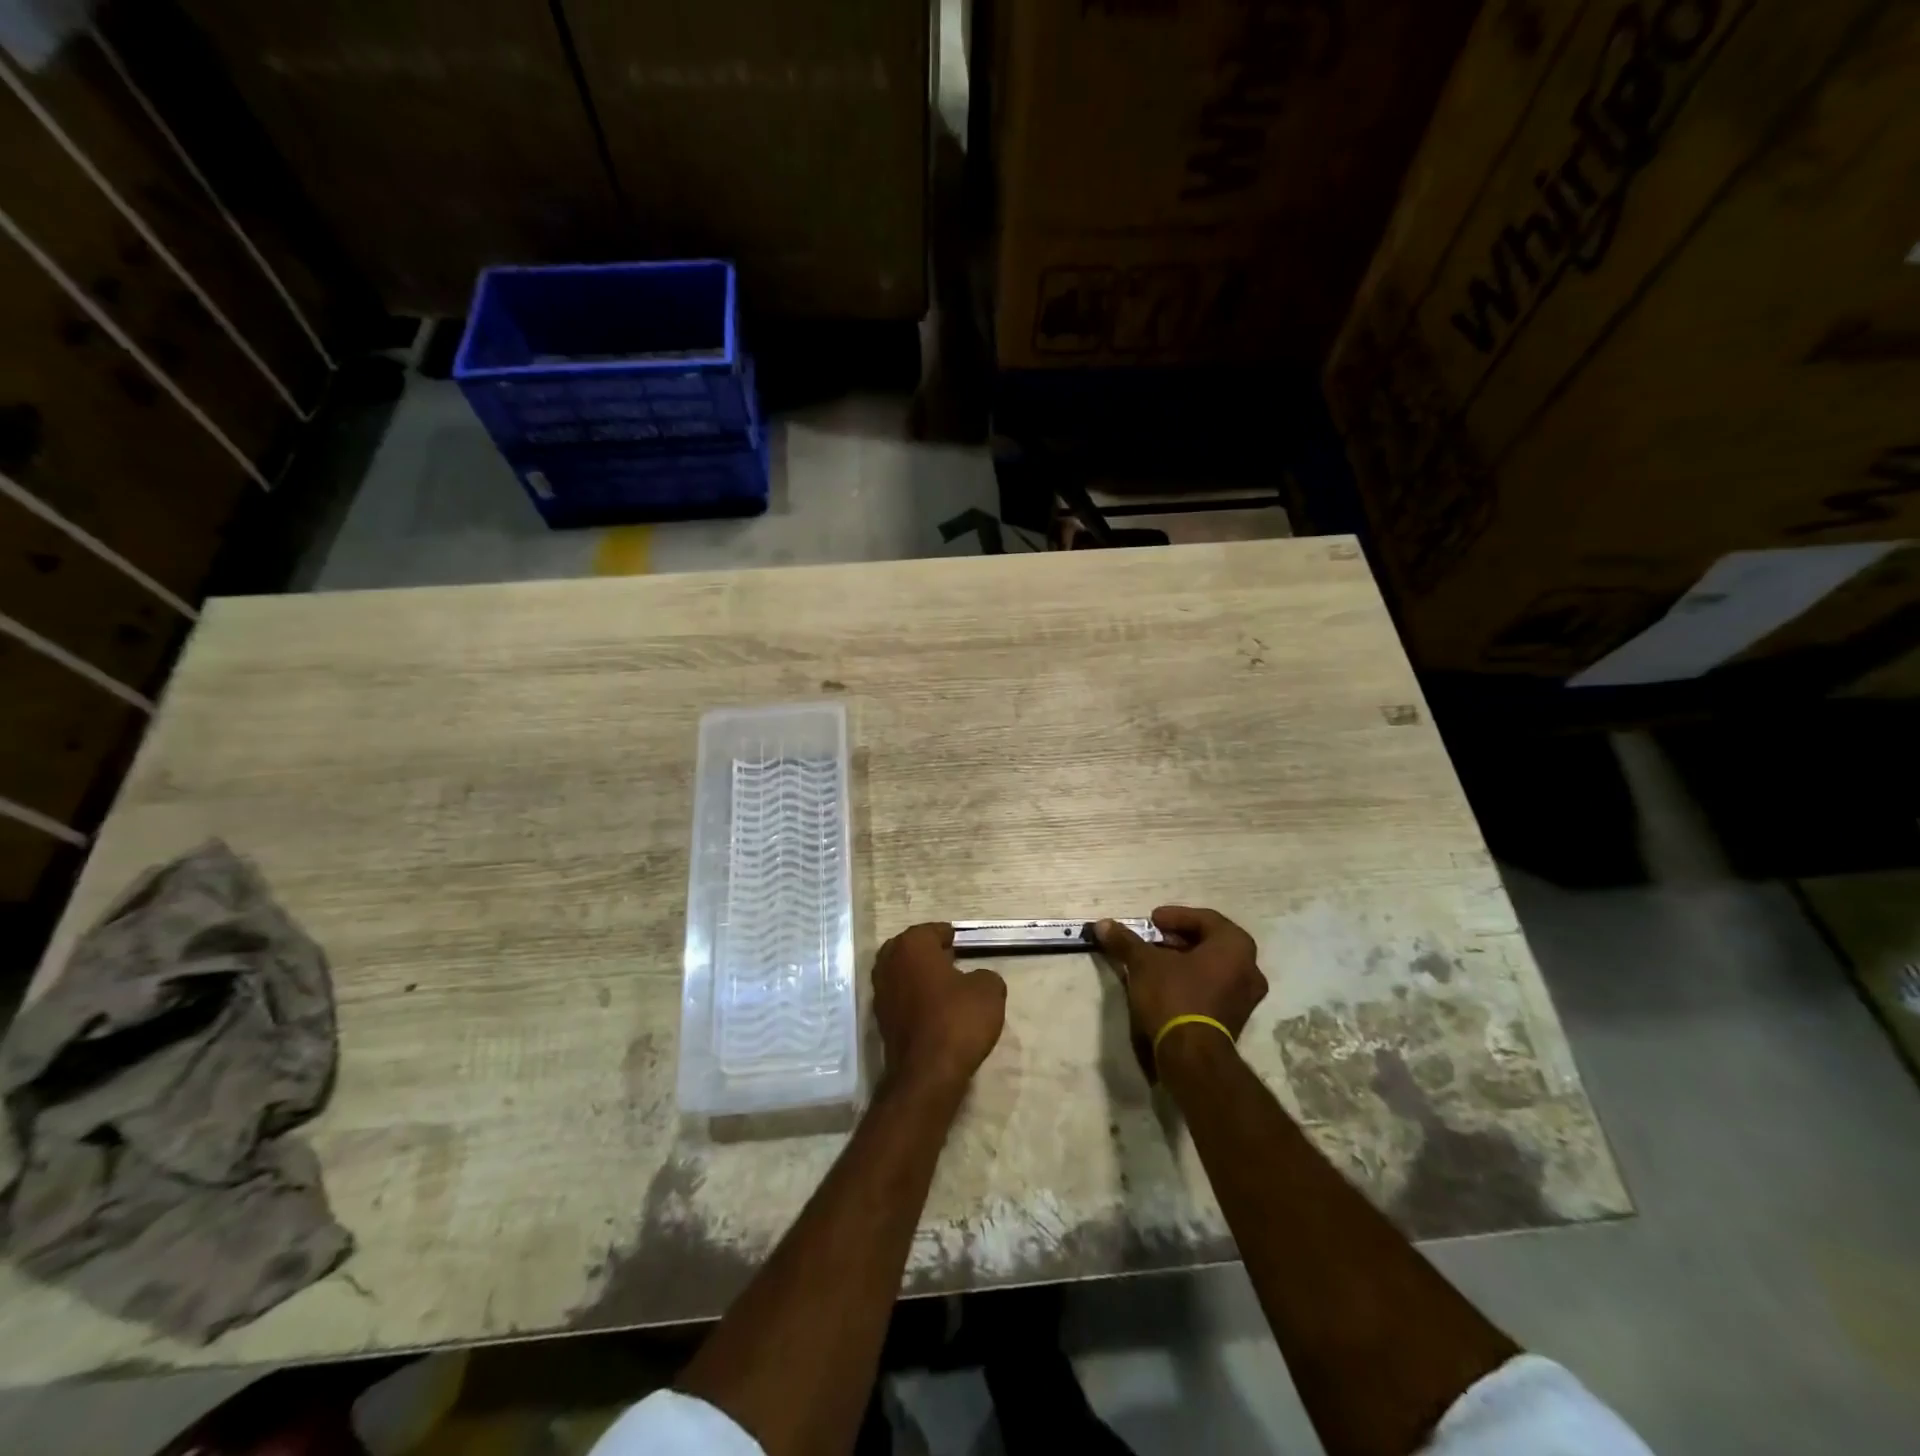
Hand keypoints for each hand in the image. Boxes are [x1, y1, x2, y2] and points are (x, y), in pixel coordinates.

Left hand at [873, 923, 1006, 1096]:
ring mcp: (880, 992)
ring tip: (946, 987)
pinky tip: (934, 1010)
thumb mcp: (989, 991)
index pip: (932, 930)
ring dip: (920, 976)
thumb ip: (986, 975)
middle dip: (929, 953)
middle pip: (911, 949)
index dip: (949, 936)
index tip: (962, 944)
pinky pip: (900, 997)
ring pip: (902, 973)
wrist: (927, 1073)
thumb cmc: (957, 1020)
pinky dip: (914, 998)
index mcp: (912, 945)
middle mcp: (889, 962)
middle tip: (953, 961)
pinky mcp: (880, 1019)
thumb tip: (978, 979)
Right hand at [1094, 908, 1266, 1070]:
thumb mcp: (1144, 963)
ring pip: (1212, 967)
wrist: (1191, 1056)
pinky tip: (1166, 985)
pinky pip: (1213, 988)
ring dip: (1184, 960)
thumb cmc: (1174, 996)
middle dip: (1178, 939)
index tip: (1152, 921)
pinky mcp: (1235, 1020)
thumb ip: (1126, 941)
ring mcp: (1245, 997)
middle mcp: (1249, 968)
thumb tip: (1103, 925)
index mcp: (1235, 946)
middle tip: (1153, 939)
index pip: (1205, 919)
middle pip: (1210, 942)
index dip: (1175, 916)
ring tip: (1155, 962)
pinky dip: (1192, 980)